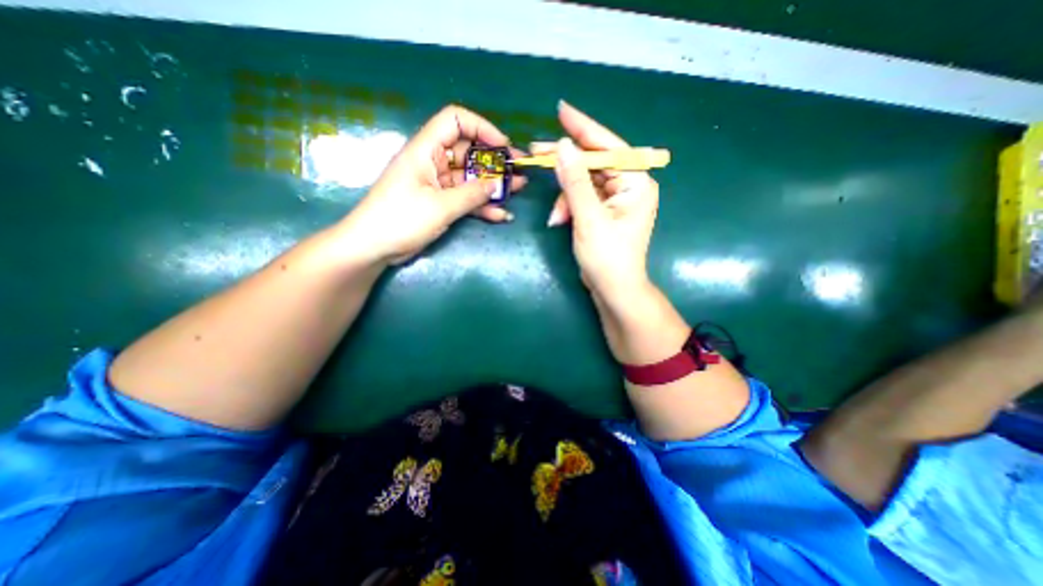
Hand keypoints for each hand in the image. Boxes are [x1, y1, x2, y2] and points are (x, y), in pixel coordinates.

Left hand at [339, 104, 525, 265]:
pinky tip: (501, 214)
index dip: (481, 128)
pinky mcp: (440, 203)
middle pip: (468, 151)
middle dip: (495, 160)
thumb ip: (471, 195)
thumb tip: (497, 186)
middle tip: (519, 169)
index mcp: (426, 150)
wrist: (374, 247)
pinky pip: (465, 199)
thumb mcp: (440, 206)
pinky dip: (481, 205)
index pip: (455, 121)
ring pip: (470, 177)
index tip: (503, 147)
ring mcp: (438, 184)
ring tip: (518, 189)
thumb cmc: (401, 219)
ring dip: (493, 184)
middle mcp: (433, 162)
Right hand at [548, 100, 659, 301]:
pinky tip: (559, 221)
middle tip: (536, 151)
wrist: (613, 290)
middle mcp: (629, 186)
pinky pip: (581, 197)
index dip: (583, 128)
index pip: (608, 147)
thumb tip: (562, 147)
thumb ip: (575, 182)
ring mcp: (616, 199)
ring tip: (556, 218)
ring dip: (565, 197)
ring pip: (583, 182)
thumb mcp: (589, 218)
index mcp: (636, 183)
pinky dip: (568, 207)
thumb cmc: (607, 258)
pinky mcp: (603, 210)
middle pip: (593, 163)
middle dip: (565, 164)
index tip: (561, 110)